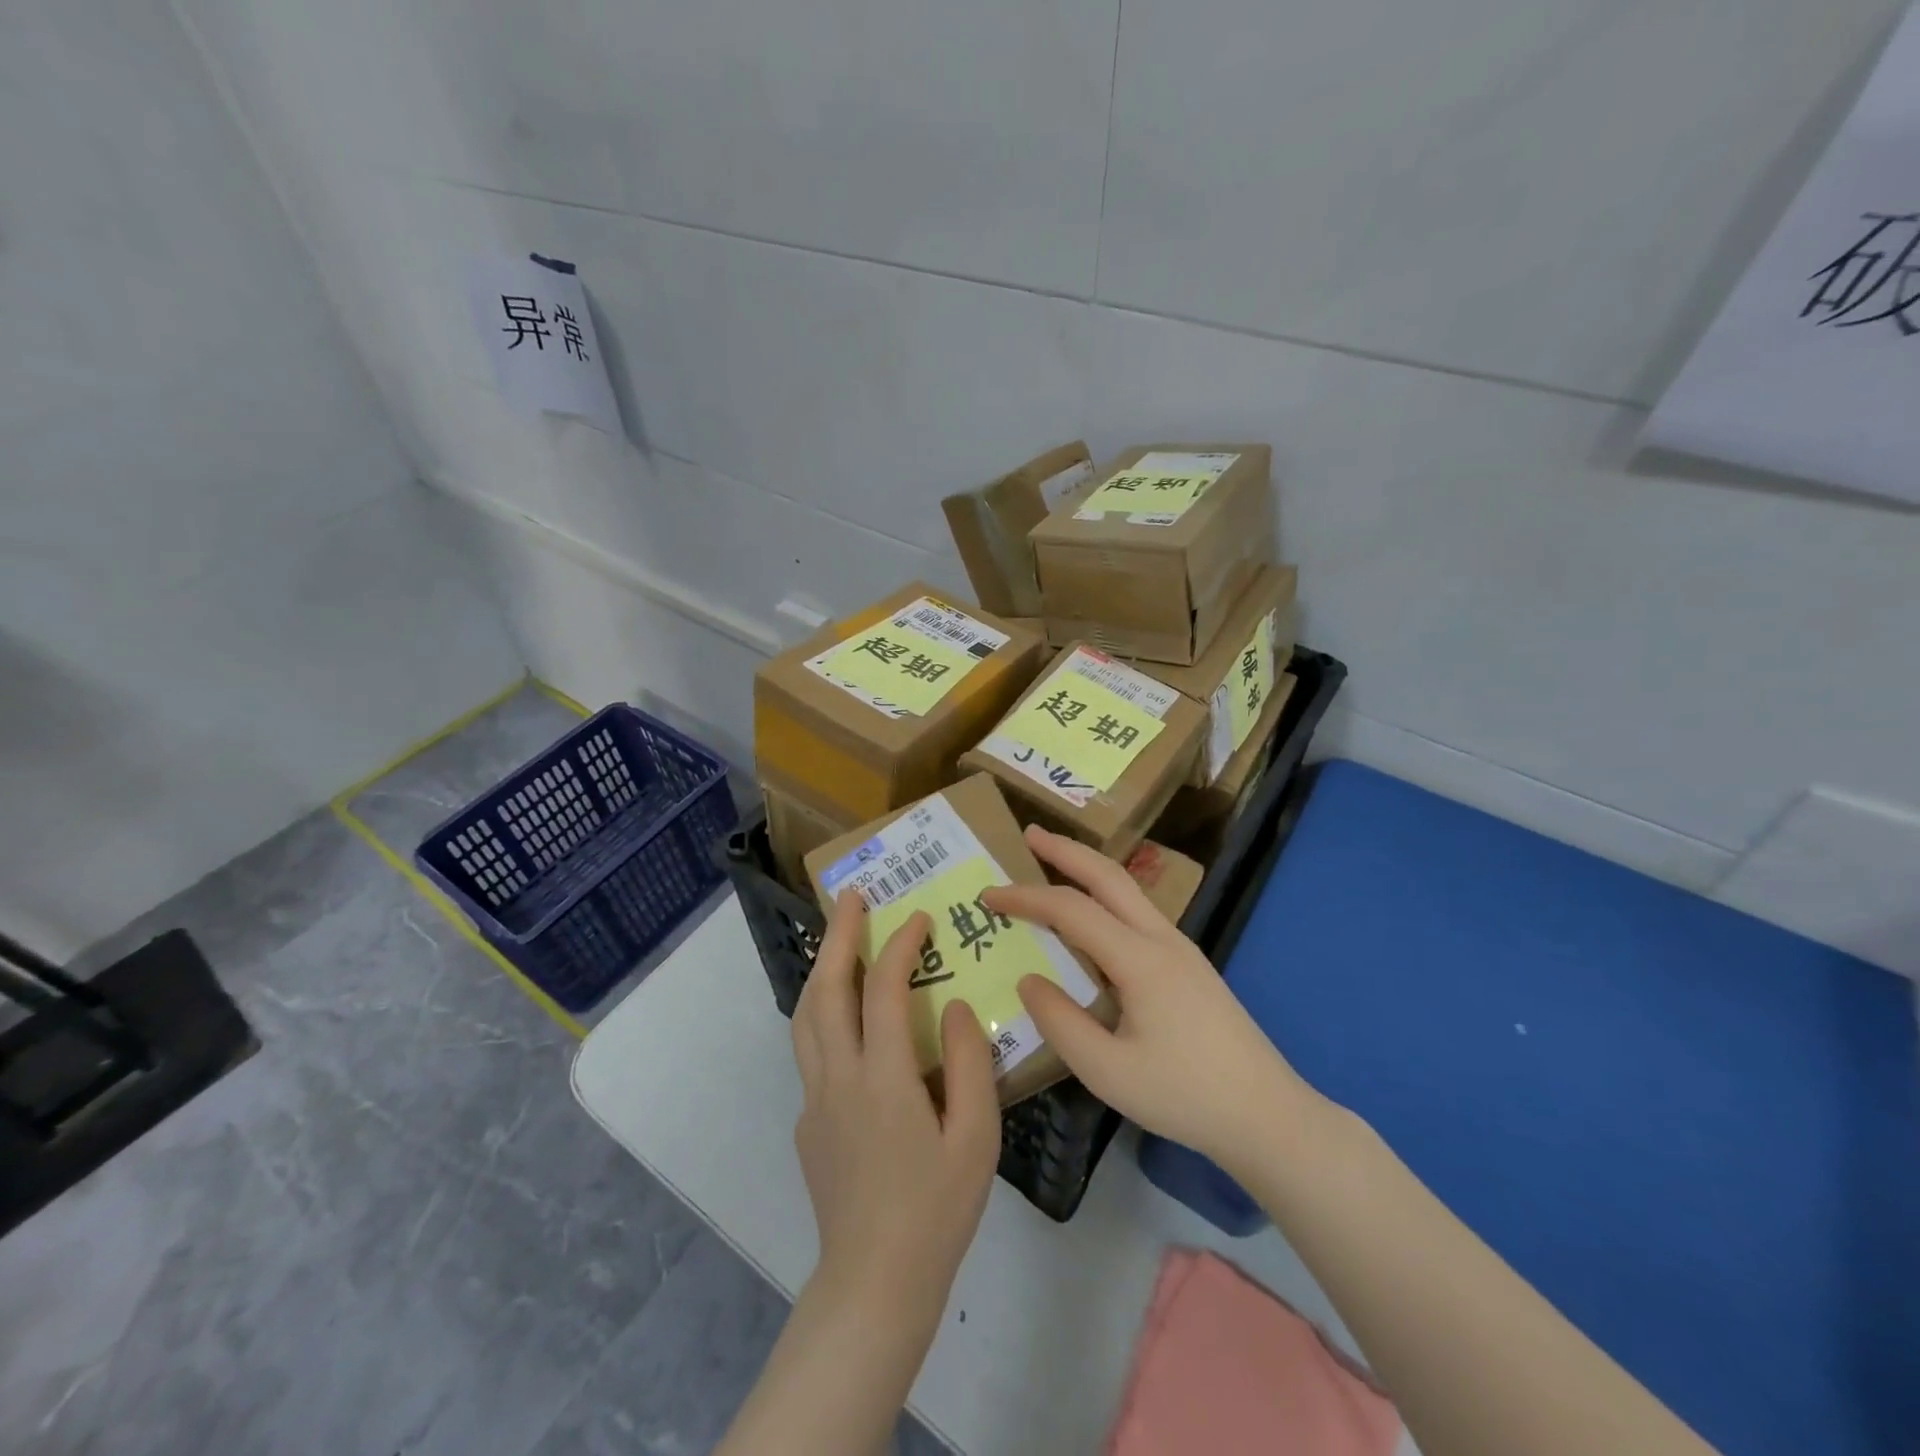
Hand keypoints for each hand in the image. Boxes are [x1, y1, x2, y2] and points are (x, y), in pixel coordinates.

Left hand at [790, 891, 1001, 1328]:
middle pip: (827, 989)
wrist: (875, 1284)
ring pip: (806, 1015)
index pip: (883, 990)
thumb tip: (958, 1007)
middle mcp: (838, 1077)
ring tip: (840, 939)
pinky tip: (847, 1018)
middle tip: (852, 897)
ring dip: (822, 968)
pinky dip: (823, 1012)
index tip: (919, 917)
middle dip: (839, 935)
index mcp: (883, 1078)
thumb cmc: (936, 1211)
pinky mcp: (807, 1122)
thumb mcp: (976, 1138)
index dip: (900, 945)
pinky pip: (810, 1050)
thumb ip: (970, 1065)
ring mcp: (815, 1099)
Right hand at [984, 827, 1323, 1168]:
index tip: (988, 895)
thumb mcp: (1108, 1071)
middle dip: (1066, 850)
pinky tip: (1091, 917)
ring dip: (1087, 869)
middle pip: (1108, 875)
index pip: (1072, 910)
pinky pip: (1137, 913)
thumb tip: (1028, 979)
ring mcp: (1180, 948)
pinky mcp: (1188, 964)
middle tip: (1029, 834)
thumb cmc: (1185, 1095)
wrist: (1268, 1115)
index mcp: (1140, 959)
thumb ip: (1060, 1022)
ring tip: (1052, 864)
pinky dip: (1104, 897)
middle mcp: (1162, 939)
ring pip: (1127, 890)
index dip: (1026, 898)